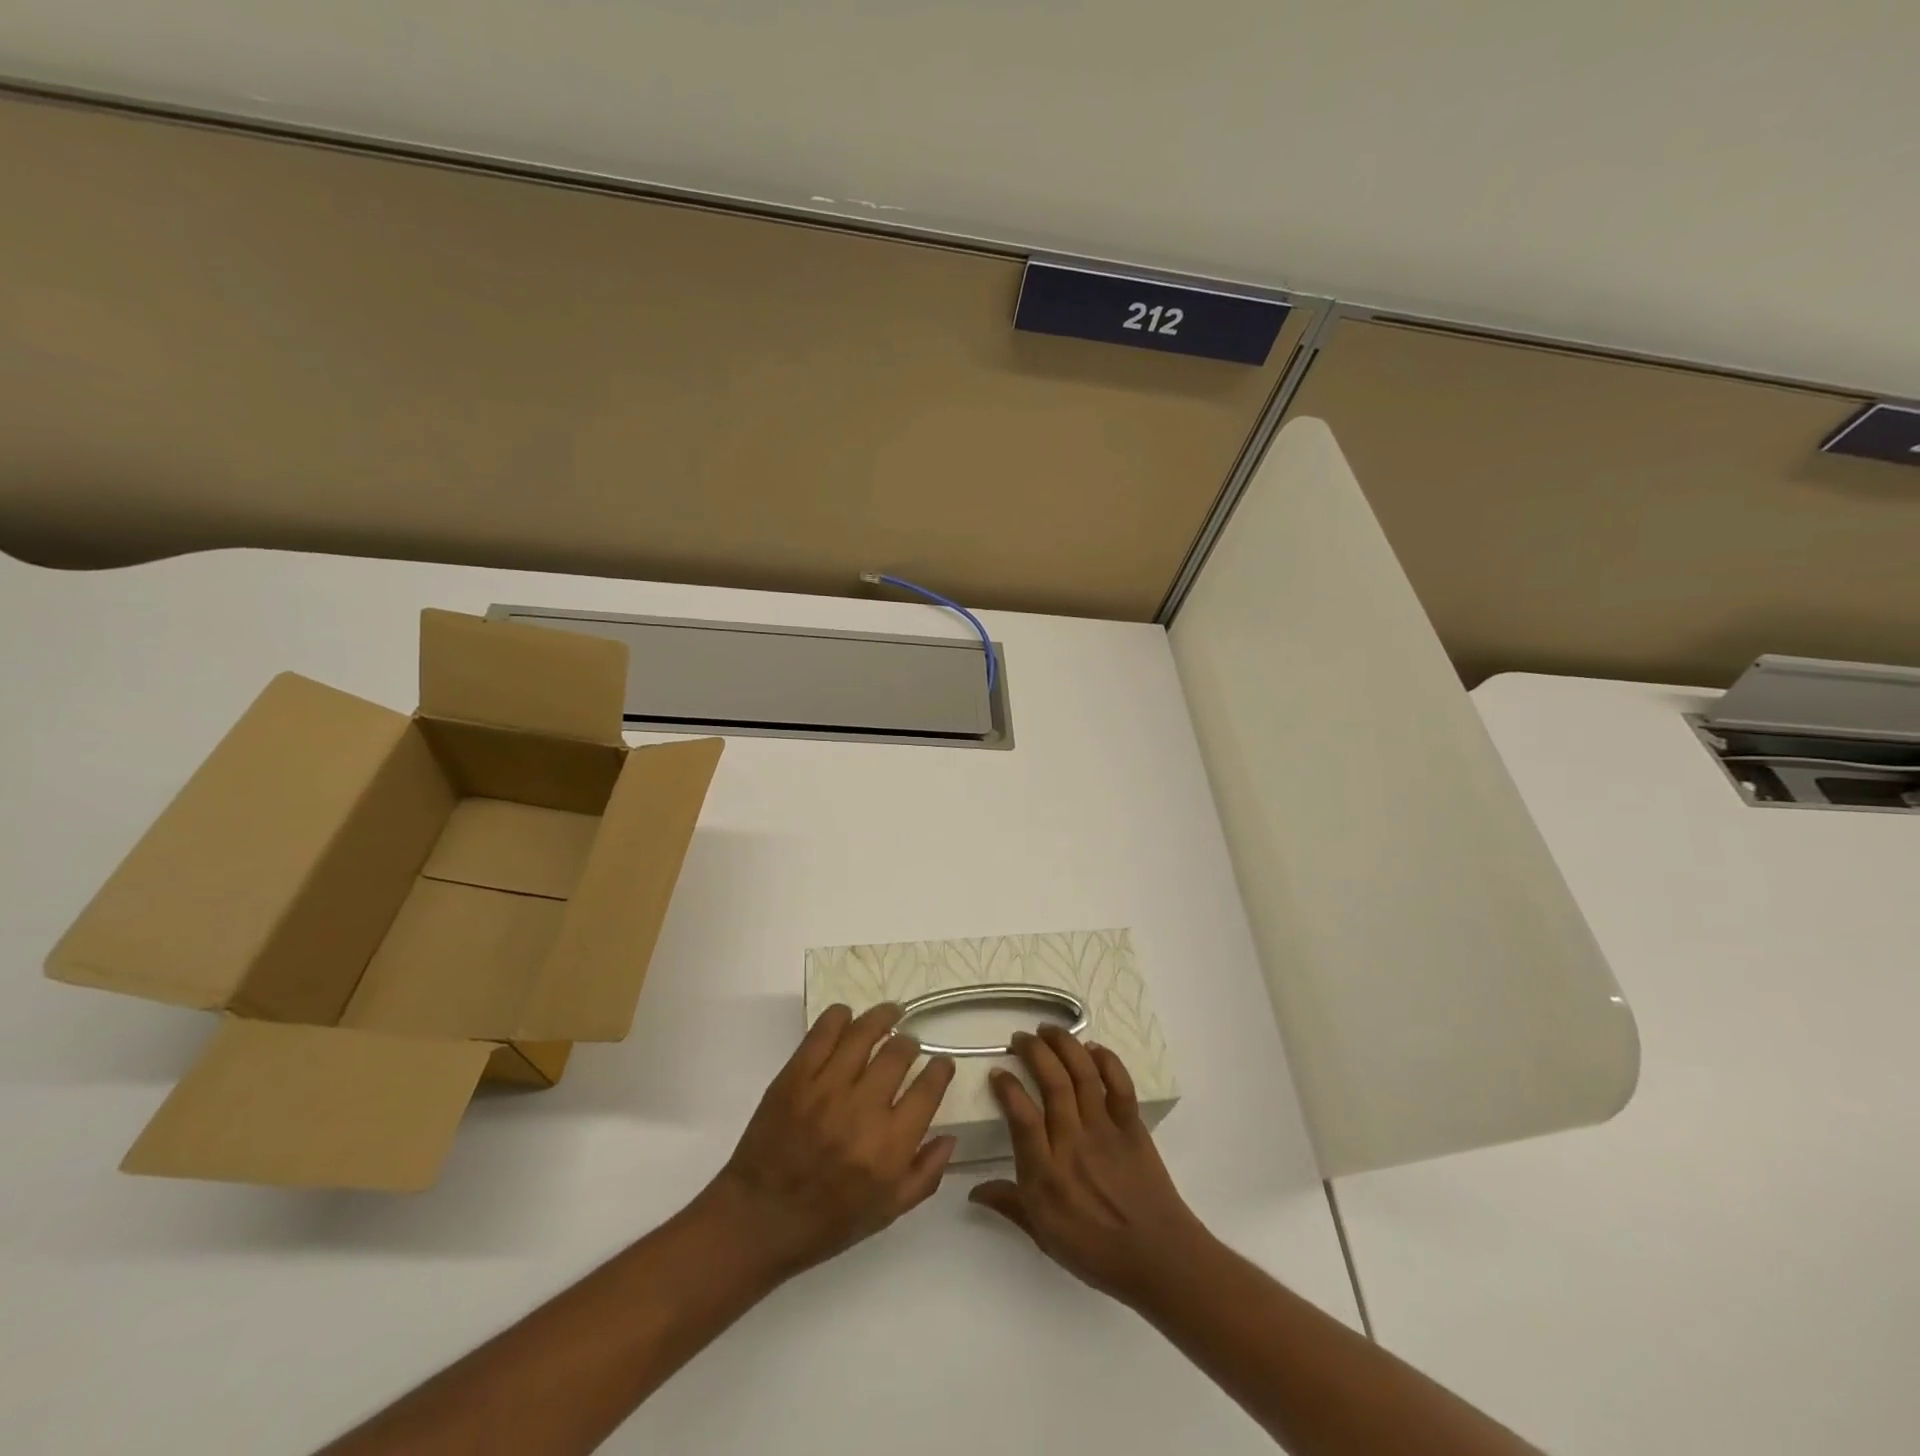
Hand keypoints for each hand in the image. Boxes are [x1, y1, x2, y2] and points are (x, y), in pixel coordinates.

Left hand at [701, 1003, 956, 1282]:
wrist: (757, 1220)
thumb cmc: (826, 1223)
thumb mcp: (886, 1212)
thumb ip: (924, 1175)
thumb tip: (950, 1136)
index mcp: (889, 1147)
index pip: (928, 1089)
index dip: (941, 1070)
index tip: (941, 1064)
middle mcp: (862, 1110)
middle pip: (898, 1053)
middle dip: (910, 1044)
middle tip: (908, 1045)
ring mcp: (826, 1088)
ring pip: (864, 1032)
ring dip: (883, 1017)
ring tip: (889, 1014)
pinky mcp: (795, 1076)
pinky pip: (823, 1031)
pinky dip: (840, 1017)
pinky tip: (848, 1018)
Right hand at [969, 1024, 1209, 1307]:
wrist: (1159, 1259)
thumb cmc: (1096, 1252)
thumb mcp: (1044, 1237)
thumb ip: (1009, 1205)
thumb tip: (973, 1191)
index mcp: (1048, 1175)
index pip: (1022, 1117)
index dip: (1008, 1088)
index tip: (998, 1070)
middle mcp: (1074, 1144)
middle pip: (1053, 1083)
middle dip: (1034, 1051)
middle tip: (1020, 1038)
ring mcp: (1106, 1132)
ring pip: (1083, 1075)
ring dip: (1064, 1045)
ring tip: (1048, 1029)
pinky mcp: (1132, 1127)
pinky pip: (1119, 1085)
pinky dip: (1107, 1061)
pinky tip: (1092, 1048)